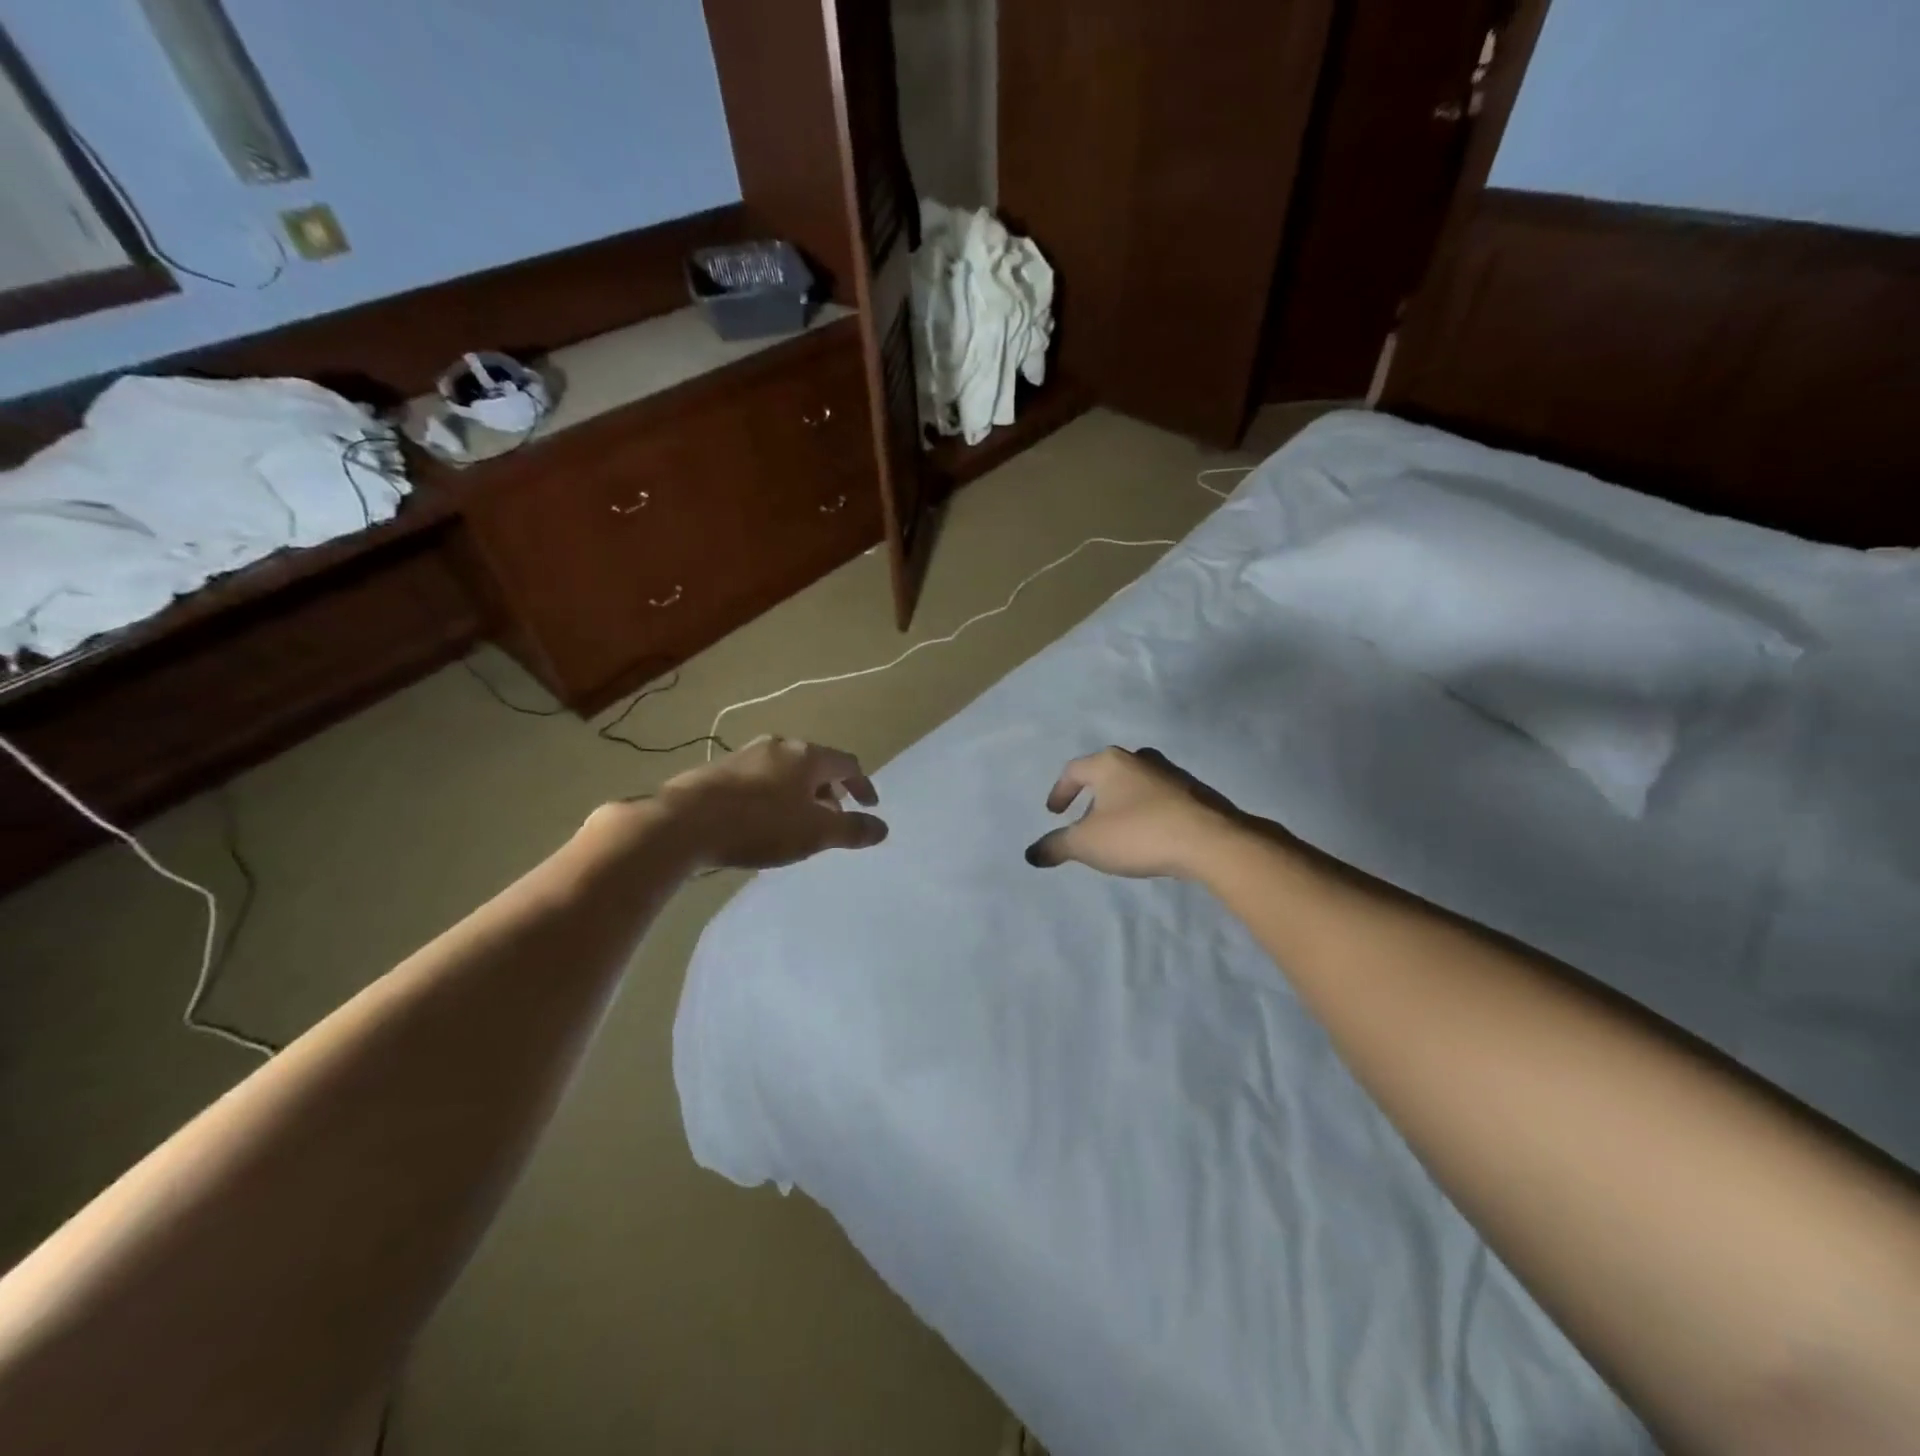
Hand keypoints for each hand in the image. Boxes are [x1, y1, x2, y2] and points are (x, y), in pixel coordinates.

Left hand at [654, 735, 887, 869]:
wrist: (684, 823)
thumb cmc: (760, 824)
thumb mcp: (814, 833)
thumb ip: (851, 830)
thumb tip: (882, 828)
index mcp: (807, 756)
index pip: (848, 763)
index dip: (863, 785)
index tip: (869, 806)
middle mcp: (778, 746)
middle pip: (816, 764)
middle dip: (830, 790)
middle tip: (833, 816)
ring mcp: (745, 755)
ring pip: (786, 771)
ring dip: (800, 793)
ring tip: (798, 821)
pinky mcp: (718, 770)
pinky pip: (760, 779)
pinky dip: (773, 796)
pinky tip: (762, 820)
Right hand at [1025, 747, 1246, 879]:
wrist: (1211, 841)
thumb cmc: (1138, 834)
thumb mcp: (1087, 844)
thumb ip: (1056, 846)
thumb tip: (1031, 853)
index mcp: (1109, 763)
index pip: (1074, 770)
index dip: (1059, 791)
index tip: (1054, 813)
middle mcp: (1139, 759)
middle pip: (1106, 772)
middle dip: (1091, 795)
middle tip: (1084, 819)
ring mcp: (1171, 773)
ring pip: (1134, 784)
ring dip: (1120, 803)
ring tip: (1116, 829)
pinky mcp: (1195, 793)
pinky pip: (1158, 798)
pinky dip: (1145, 811)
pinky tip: (1147, 834)